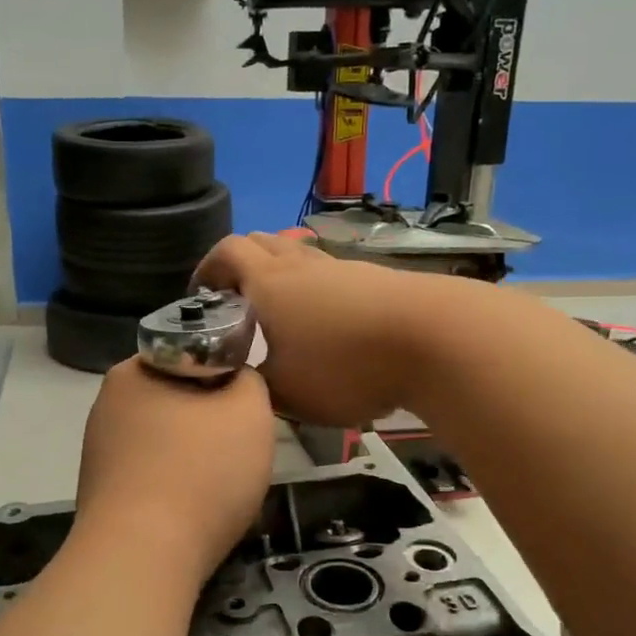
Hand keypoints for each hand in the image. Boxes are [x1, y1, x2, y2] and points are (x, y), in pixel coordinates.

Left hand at [74, 358, 274, 577]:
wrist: (142, 558)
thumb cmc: (200, 472)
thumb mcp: (250, 411)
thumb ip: (249, 380)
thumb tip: (235, 381)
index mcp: (133, 371)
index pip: (190, 354)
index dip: (225, 374)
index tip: (246, 406)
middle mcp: (107, 404)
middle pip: (176, 399)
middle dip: (209, 419)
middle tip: (240, 446)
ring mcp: (98, 451)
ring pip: (164, 440)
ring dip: (193, 455)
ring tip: (220, 484)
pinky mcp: (100, 493)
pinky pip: (150, 475)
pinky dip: (174, 485)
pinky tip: (192, 509)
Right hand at [193, 233, 434, 424]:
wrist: (435, 339)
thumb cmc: (346, 365)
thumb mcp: (288, 392)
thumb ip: (258, 386)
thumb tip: (248, 380)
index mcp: (269, 283)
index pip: (227, 251)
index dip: (207, 268)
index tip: (201, 294)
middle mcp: (302, 266)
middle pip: (263, 243)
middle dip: (241, 265)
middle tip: (237, 301)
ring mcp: (343, 269)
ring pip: (300, 257)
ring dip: (282, 277)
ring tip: (282, 316)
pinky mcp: (376, 280)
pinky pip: (332, 275)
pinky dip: (317, 291)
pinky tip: (327, 325)